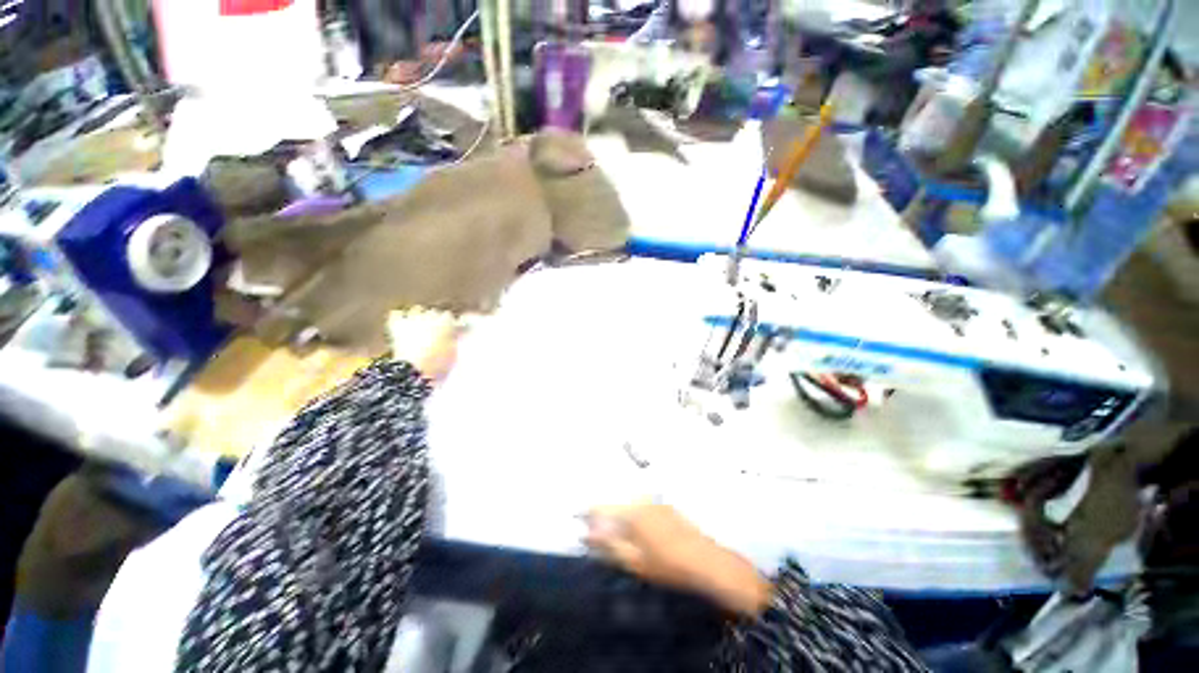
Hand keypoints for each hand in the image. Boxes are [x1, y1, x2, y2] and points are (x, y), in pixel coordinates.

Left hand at [387, 308, 461, 382]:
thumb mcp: (453, 352)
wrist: (415, 371)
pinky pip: (396, 314)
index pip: (450, 317)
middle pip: (434, 312)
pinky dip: (399, 318)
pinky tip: (401, 324)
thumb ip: (453, 339)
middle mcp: (431, 317)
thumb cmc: (439, 363)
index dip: (450, 324)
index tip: (451, 331)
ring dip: (419, 316)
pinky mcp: (398, 326)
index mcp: (447, 323)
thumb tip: (454, 334)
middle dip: (435, 319)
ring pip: (417, 310)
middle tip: (435, 332)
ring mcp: (413, 320)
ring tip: (419, 326)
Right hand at [585, 503, 770, 615]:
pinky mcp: (664, 506)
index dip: (586, 512)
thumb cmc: (667, 564)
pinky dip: (631, 513)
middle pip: (614, 502)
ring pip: (627, 502)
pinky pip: (640, 504)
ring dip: (616, 513)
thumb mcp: (634, 560)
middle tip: (592, 527)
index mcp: (631, 512)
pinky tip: (634, 528)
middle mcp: (641, 500)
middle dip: (601, 513)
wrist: (705, 561)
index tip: (574, 516)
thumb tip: (586, 534)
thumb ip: (608, 545)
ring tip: (611, 529)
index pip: (601, 507)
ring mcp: (655, 501)